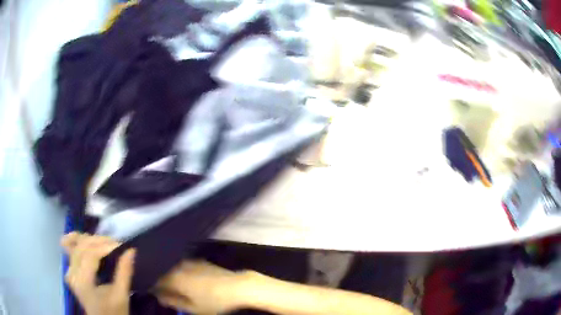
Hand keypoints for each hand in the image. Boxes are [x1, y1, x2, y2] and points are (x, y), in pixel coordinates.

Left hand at [61, 232, 135, 314]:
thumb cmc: (114, 312)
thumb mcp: (121, 296)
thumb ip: (124, 273)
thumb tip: (131, 250)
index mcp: (83, 282)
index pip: (91, 255)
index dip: (105, 246)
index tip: (121, 244)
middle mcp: (72, 274)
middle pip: (82, 247)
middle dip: (99, 241)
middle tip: (115, 243)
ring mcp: (69, 271)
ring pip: (75, 245)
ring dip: (90, 240)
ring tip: (105, 242)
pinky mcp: (70, 271)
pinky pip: (71, 250)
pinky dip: (77, 241)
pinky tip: (83, 237)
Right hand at [154, 260, 249, 313]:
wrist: (238, 286)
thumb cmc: (214, 301)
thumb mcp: (193, 308)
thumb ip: (173, 301)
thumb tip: (159, 297)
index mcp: (173, 277)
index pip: (155, 281)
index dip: (153, 288)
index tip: (155, 294)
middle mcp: (178, 266)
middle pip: (163, 272)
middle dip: (161, 281)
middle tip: (164, 292)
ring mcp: (189, 261)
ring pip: (172, 268)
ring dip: (170, 276)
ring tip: (175, 287)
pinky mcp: (198, 260)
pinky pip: (182, 265)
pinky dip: (180, 272)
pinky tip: (185, 280)